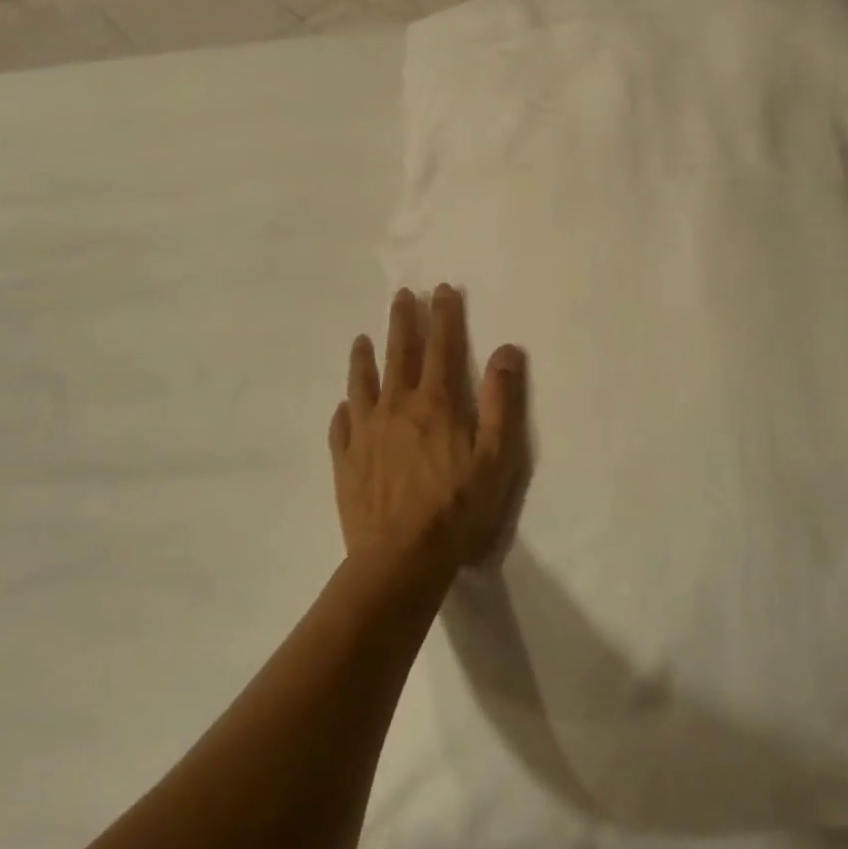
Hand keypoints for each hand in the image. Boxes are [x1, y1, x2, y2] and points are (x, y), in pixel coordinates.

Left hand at [329, 285, 527, 577]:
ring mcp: (365, 433)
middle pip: (399, 354)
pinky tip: (343, 406)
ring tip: (362, 338)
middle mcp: (396, 407)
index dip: (443, 316)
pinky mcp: (346, 461)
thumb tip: (506, 351)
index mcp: (435, 403)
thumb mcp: (495, 456)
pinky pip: (341, 426)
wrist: (400, 559)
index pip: (442, 347)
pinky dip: (344, 410)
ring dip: (364, 357)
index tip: (441, 289)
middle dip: (403, 322)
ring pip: (363, 383)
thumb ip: (500, 401)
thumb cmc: (457, 508)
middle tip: (402, 295)